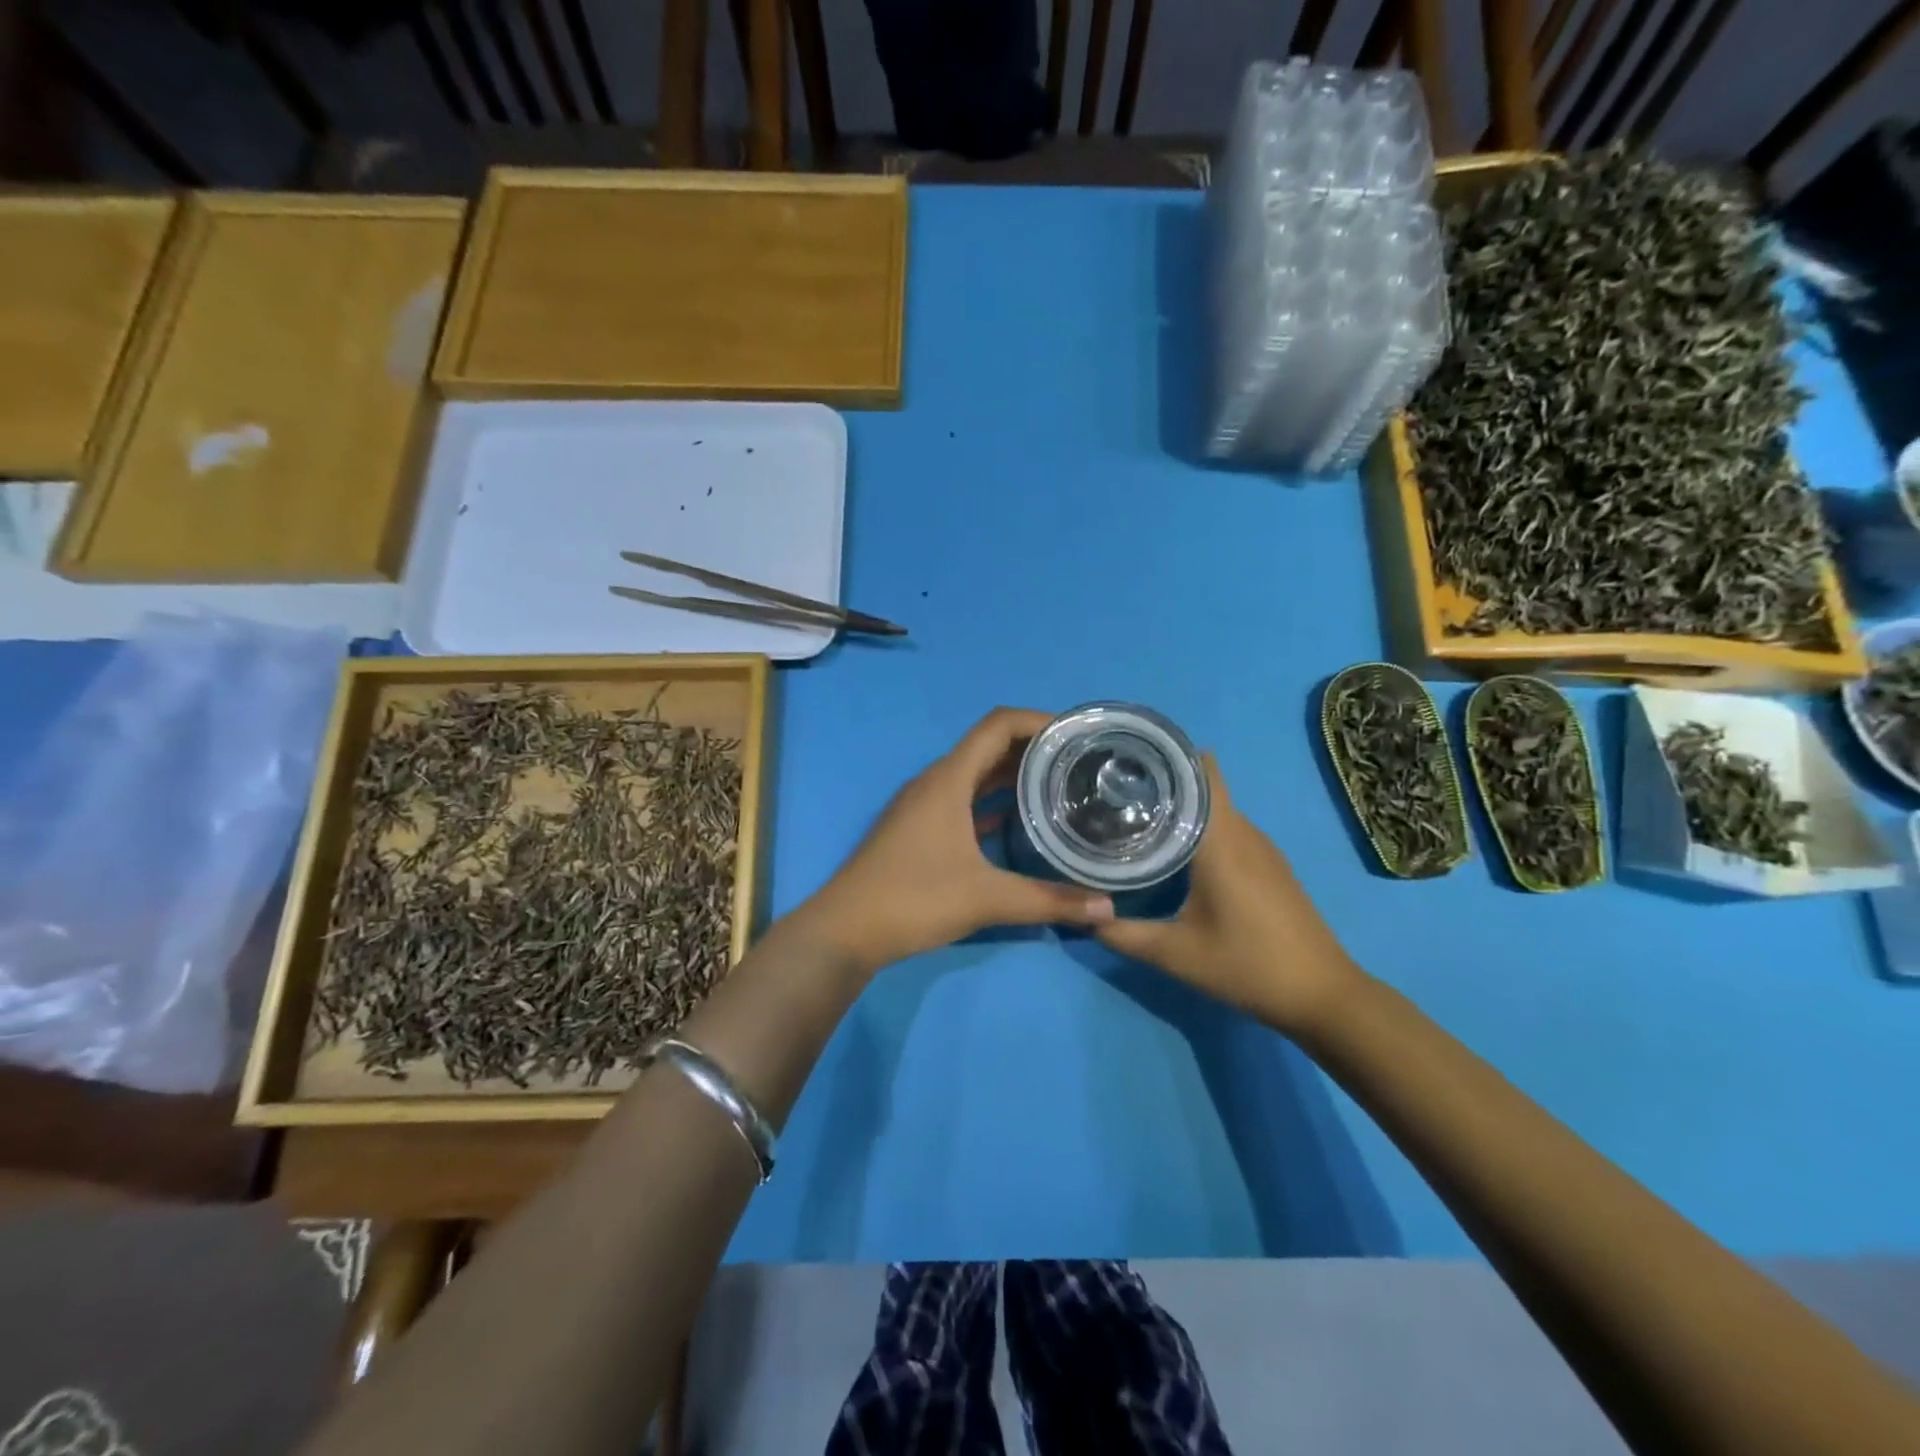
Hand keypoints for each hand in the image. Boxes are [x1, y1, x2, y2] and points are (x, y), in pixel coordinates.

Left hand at [796, 708, 1114, 974]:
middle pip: (989, 747)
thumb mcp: (986, 899)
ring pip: (976, 775)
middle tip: (1080, 761)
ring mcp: (924, 805)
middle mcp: (936, 782)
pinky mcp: (919, 828)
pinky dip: (993, 801)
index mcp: (949, 779)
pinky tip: (1021, 821)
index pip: (998, 726)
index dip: (1038, 721)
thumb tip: (1107, 908)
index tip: (1076, 734)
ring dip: (1013, 774)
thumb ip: (1048, 901)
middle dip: (1033, 748)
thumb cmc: (913, 899)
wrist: (846, 930)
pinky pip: (964, 800)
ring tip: (1060, 785)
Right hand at [1095, 758, 1360, 1035]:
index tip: (1129, 759)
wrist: (1322, 995)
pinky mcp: (1271, 865)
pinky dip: (1203, 828)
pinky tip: (1177, 850)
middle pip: (1205, 787)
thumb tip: (1080, 914)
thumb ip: (1122, 934)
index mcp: (1222, 840)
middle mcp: (1244, 833)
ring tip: (1139, 813)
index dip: (1168, 758)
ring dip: (1184, 806)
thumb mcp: (1175, 954)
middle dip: (1165, 781)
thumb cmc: (1247, 966)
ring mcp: (1263, 848)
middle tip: (1118, 790)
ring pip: (1218, 809)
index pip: (1201, 773)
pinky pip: (1231, 829)